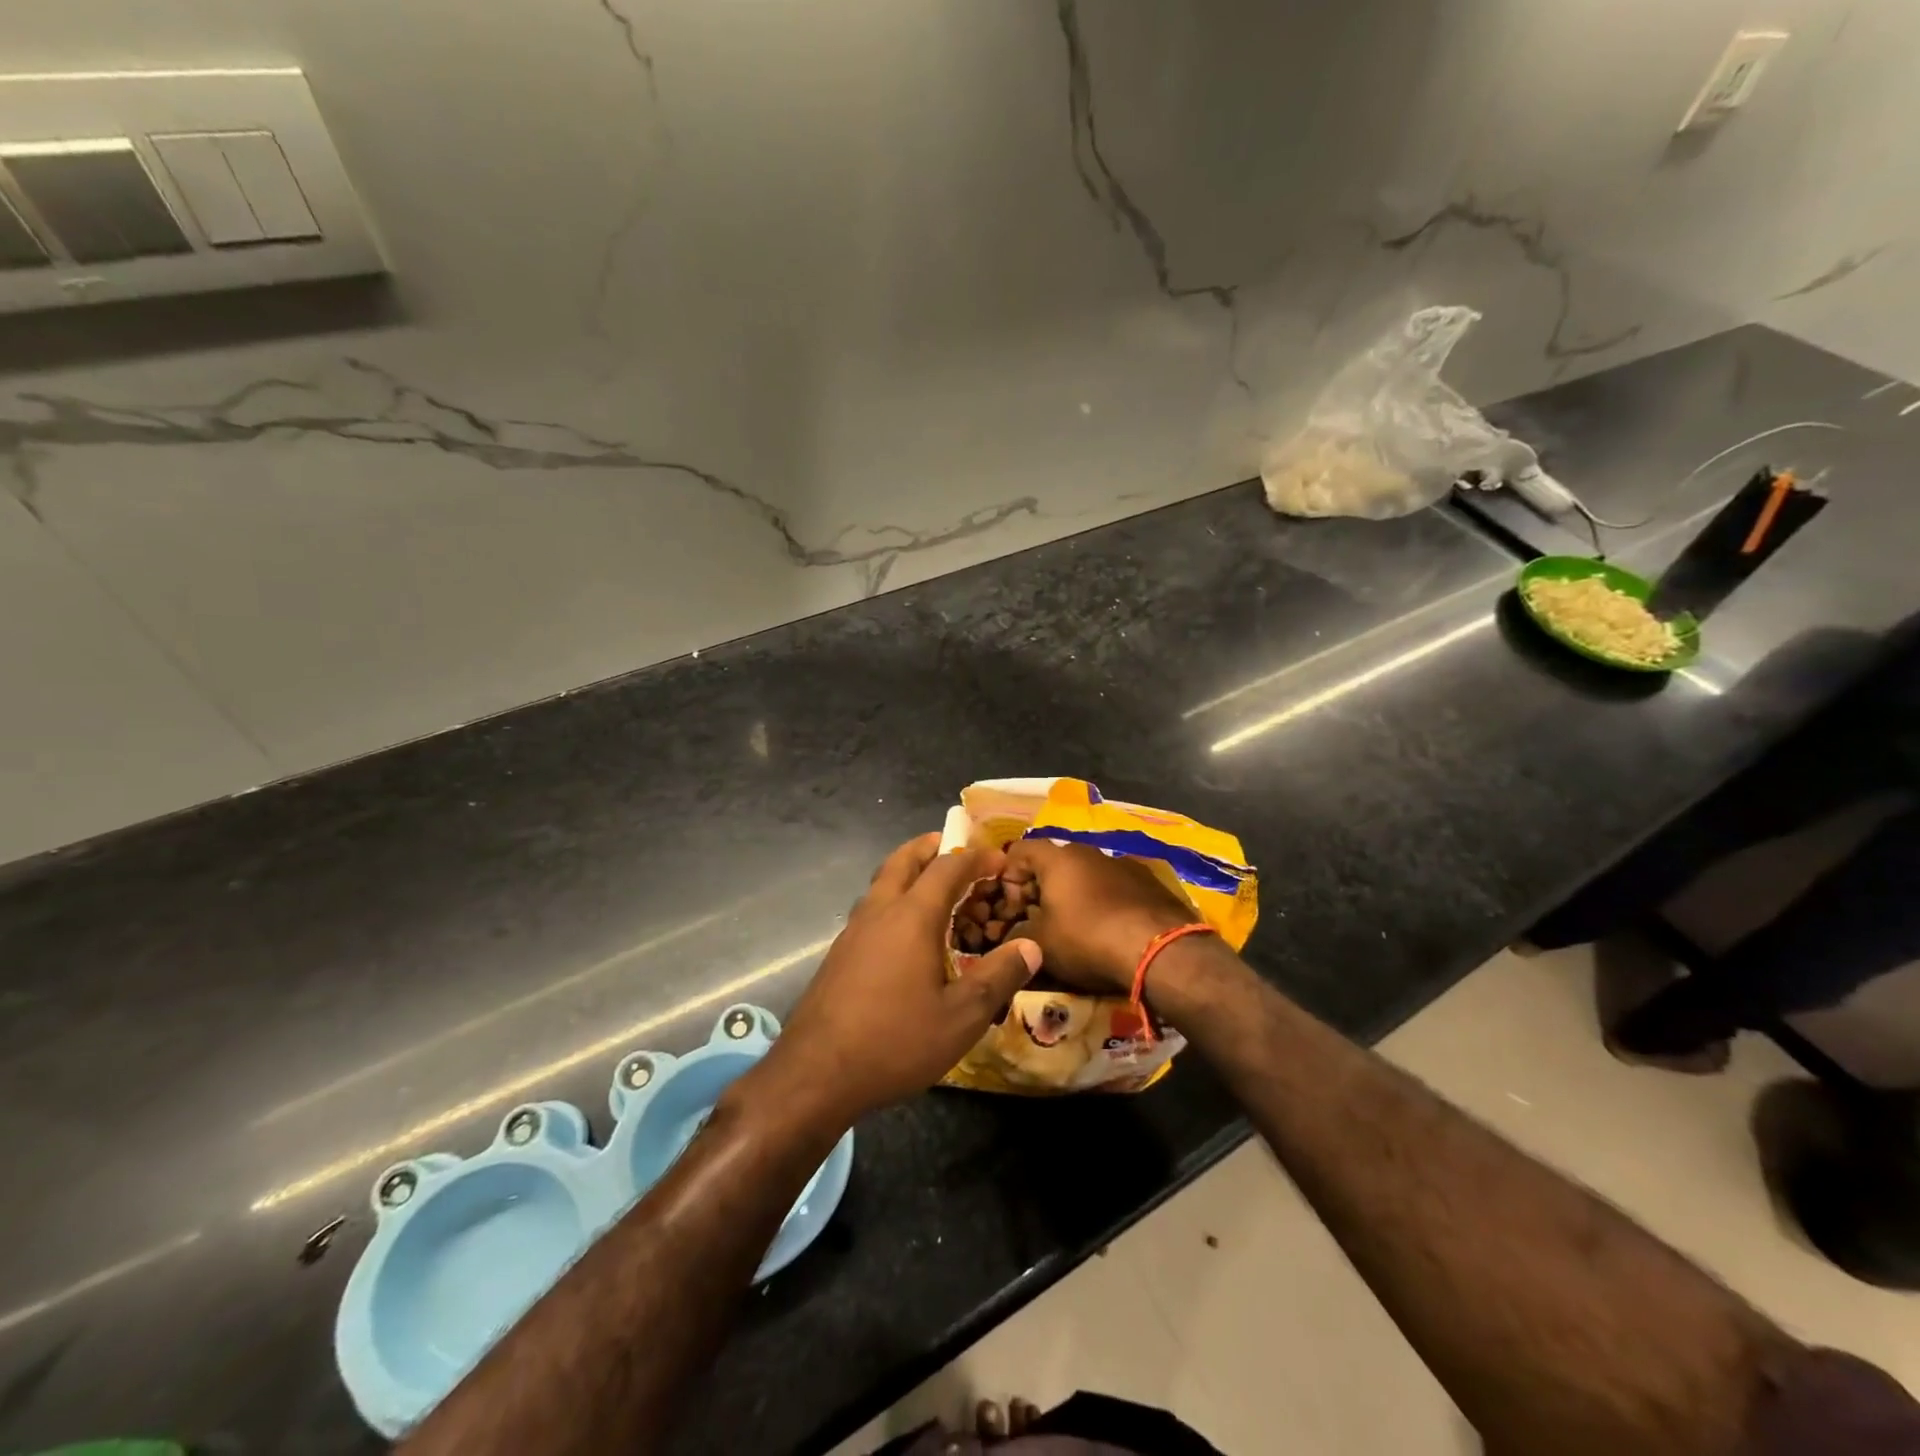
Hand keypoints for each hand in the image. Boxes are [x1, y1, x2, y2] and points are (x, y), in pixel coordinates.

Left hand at [743, 833, 1041, 1128]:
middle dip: (931, 847)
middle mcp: (880, 911)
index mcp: (912, 916)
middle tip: (955, 847)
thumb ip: (998, 977)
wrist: (815, 1073)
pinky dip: (894, 899)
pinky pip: (872, 908)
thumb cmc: (894, 1041)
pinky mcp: (839, 953)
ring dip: (909, 871)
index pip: (947, 867)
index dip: (975, 857)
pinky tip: (905, 933)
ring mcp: (853, 931)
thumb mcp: (961, 1017)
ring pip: (882, 882)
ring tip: (933, 886)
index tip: (999, 859)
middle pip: (904, 860)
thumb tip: (1032, 946)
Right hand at [1000, 838, 1197, 996]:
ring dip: (1072, 896)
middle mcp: (1089, 850)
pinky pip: (1113, 887)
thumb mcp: (1040, 944)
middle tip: (1035, 921)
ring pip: (1085, 875)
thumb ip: (1015, 935)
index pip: (1019, 851)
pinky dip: (1102, 903)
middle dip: (1039, 890)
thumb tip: (1008, 936)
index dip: (1007, 878)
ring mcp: (1123, 864)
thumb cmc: (1088, 939)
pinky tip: (1107, 931)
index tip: (1009, 909)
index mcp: (1058, 857)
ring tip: (1072, 929)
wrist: (1161, 950)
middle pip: (1053, 863)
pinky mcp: (1149, 882)